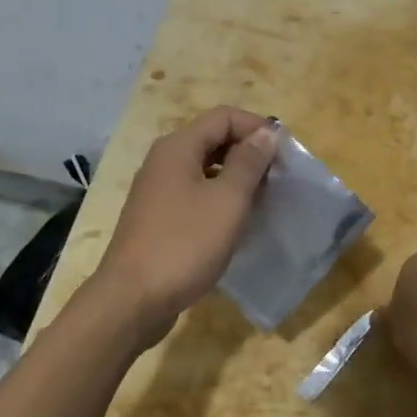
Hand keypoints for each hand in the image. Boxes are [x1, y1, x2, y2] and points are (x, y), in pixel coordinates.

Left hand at [86, 106, 278, 346]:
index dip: (257, 127)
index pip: (224, 116)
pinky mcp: (157, 216)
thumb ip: (249, 163)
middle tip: (277, 178)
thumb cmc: (184, 244)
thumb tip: (266, 133)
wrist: (132, 300)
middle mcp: (164, 160)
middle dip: (248, 152)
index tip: (284, 154)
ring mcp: (157, 189)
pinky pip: (194, 192)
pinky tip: (235, 221)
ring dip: (235, 176)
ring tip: (261, 200)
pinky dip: (218, 197)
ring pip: (204, 167)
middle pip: (212, 138)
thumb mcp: (227, 201)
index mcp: (178, 147)